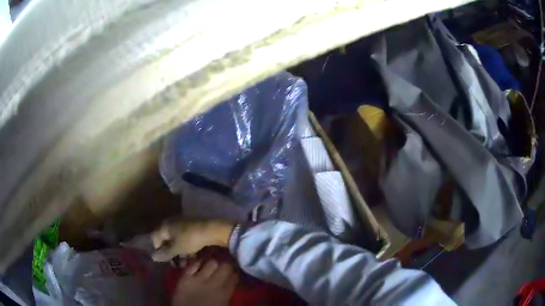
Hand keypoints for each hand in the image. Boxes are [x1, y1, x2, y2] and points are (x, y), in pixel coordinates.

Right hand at [151, 219, 234, 261]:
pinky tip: (192, 258)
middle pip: (167, 240)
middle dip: (171, 254)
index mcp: (165, 226)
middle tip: (176, 265)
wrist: (212, 229)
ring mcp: (182, 225)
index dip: (158, 250)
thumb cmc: (190, 239)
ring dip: (180, 254)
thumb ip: (165, 253)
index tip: (165, 260)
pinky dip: (187, 249)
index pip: (155, 238)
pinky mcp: (192, 228)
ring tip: (185, 265)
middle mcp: (171, 223)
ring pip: (177, 241)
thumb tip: (152, 257)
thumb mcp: (176, 248)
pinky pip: (185, 240)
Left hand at [172, 260, 238, 305]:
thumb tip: (230, 284)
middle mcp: (213, 284)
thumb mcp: (223, 304)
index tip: (237, 270)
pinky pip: (193, 265)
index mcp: (224, 294)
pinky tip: (200, 264)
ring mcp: (198, 279)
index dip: (236, 272)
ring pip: (211, 263)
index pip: (234, 277)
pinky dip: (198, 263)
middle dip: (227, 265)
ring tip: (213, 266)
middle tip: (226, 266)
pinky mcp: (185, 277)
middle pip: (225, 267)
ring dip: (214, 264)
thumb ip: (227, 294)